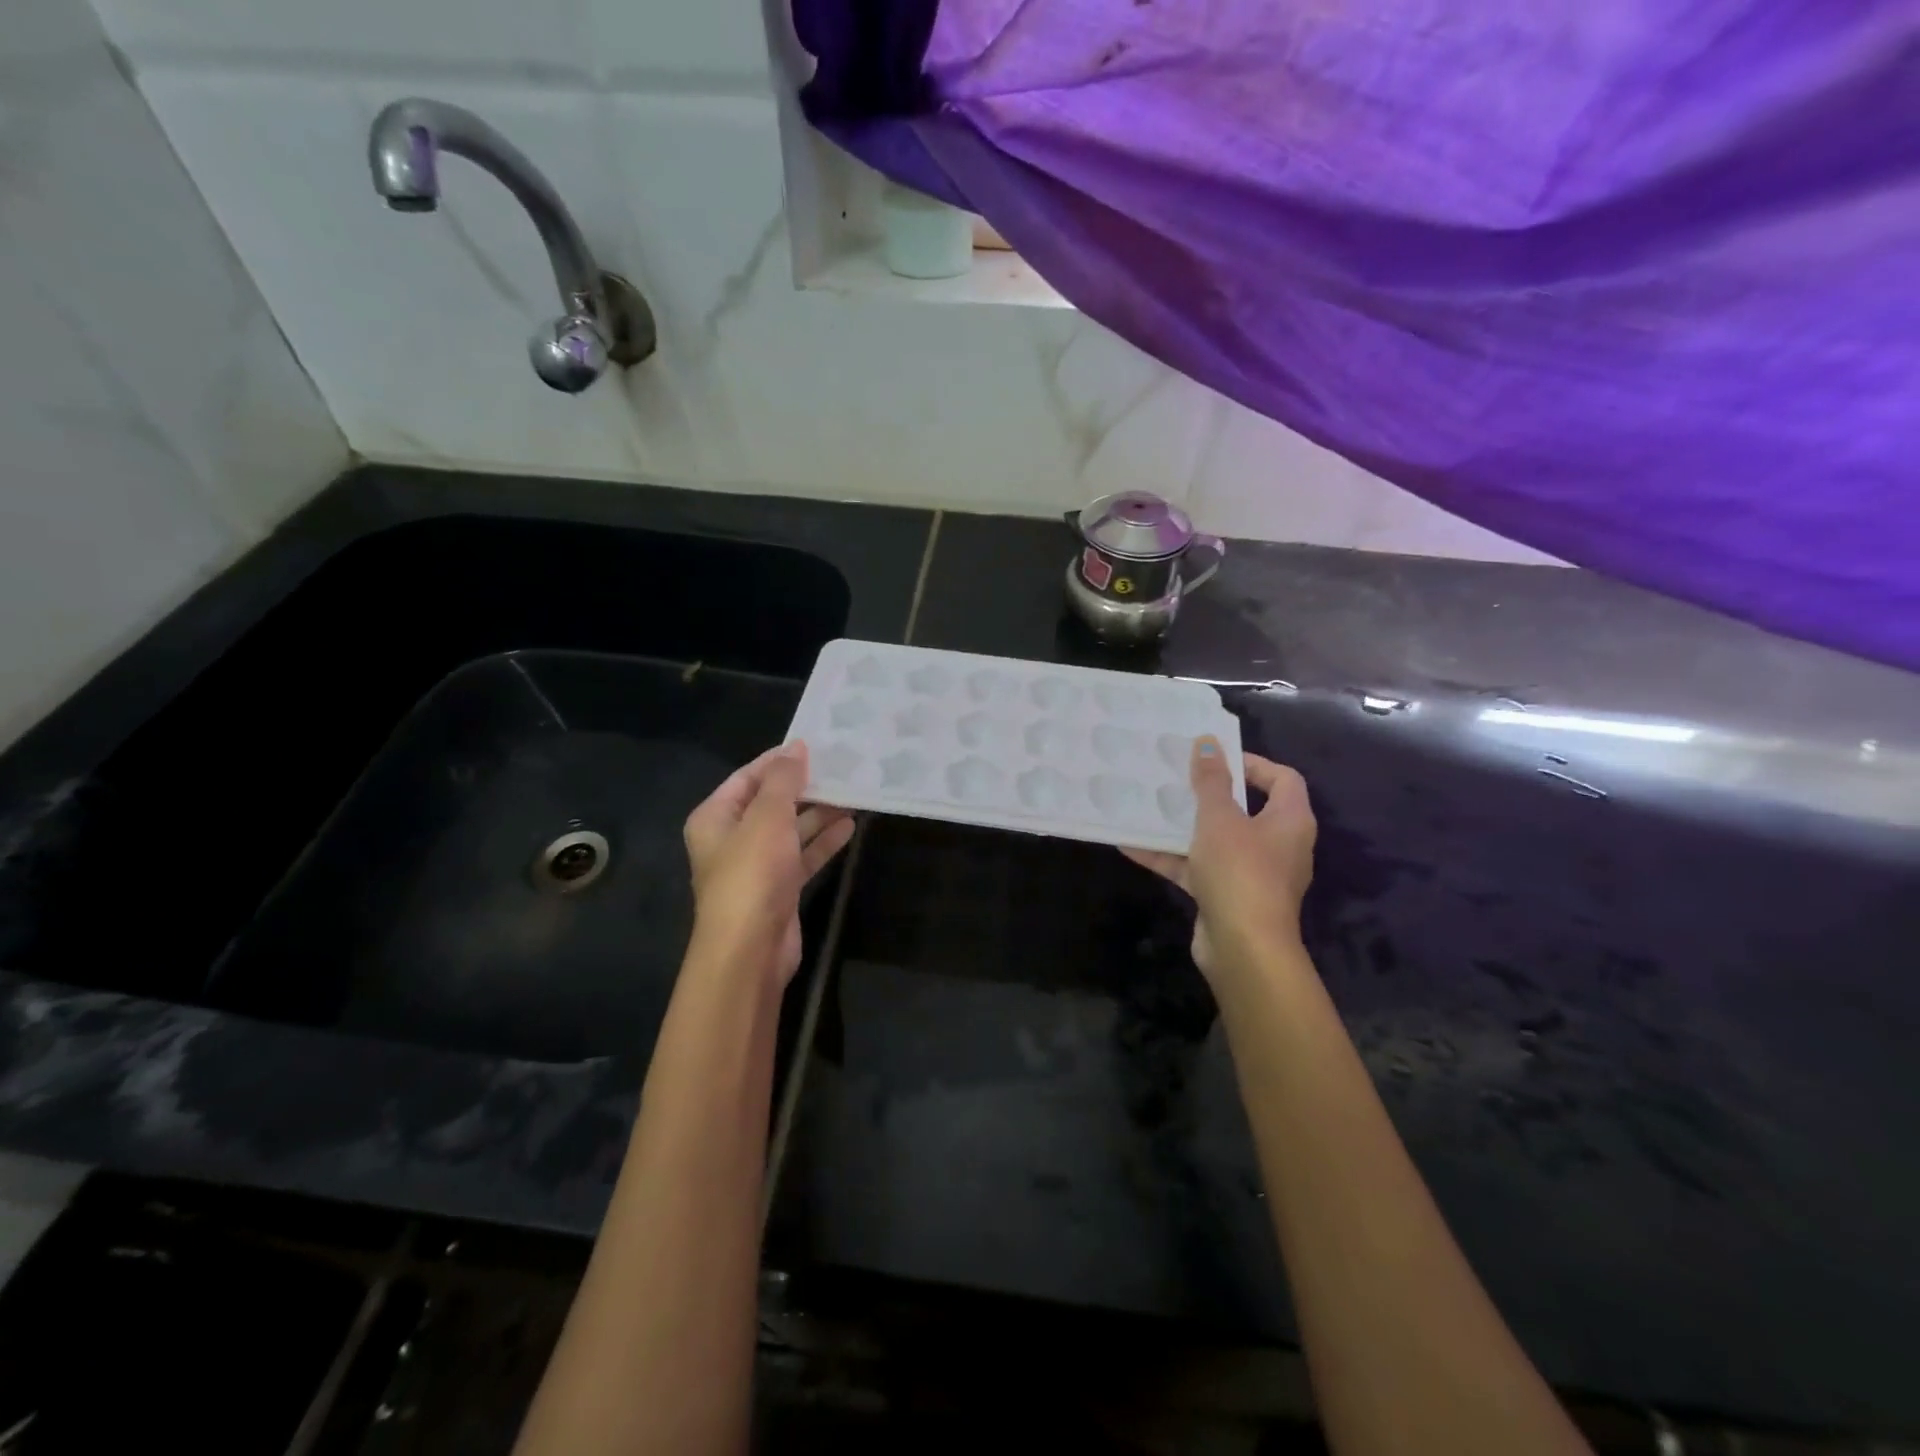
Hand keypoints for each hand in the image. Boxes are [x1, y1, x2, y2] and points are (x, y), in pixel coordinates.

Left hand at [683, 742, 854, 986]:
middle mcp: (732, 838)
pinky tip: (850, 825)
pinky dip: (823, 841)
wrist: (750, 949)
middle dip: (804, 787)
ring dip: (819, 813)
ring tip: (853, 792)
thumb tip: (797, 747)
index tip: (815, 746)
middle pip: (770, 802)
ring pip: (790, 829)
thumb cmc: (752, 873)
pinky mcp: (779, 887)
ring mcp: (756, 865)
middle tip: (841, 767)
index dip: (779, 761)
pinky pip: (802, 855)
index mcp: (715, 817)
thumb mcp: (768, 817)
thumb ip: (783, 780)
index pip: (747, 777)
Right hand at [1122, 739, 1315, 984]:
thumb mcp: (1219, 819)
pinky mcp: (1227, 897)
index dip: (1252, 763)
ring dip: (1184, 826)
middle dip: (1209, 794)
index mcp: (1290, 821)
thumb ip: (1211, 781)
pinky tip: (1132, 847)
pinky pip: (1198, 868)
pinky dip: (1171, 858)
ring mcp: (1252, 874)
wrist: (1243, 949)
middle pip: (1246, 809)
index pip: (1283, 779)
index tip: (1214, 758)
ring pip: (1216, 840)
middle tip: (1177, 778)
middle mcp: (1277, 845)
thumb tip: (1208, 742)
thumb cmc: (1240, 872)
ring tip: (1150, 807)